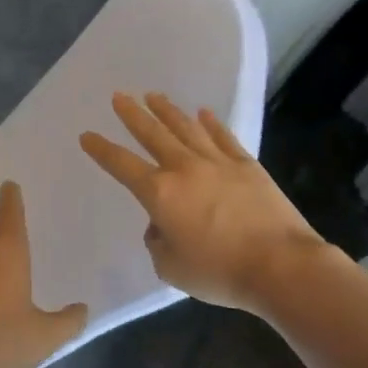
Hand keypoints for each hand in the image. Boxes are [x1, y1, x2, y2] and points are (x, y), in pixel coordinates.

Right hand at [80, 91, 326, 315]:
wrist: (280, 265)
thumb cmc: (219, 271)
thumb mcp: (171, 268)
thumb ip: (157, 243)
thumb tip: (162, 226)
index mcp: (160, 193)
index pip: (121, 165)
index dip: (102, 150)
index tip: (87, 135)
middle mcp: (185, 169)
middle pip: (153, 134)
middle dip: (133, 114)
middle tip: (119, 96)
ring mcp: (218, 163)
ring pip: (186, 128)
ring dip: (168, 111)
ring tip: (153, 95)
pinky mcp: (247, 166)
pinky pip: (224, 137)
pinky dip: (211, 124)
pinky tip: (203, 113)